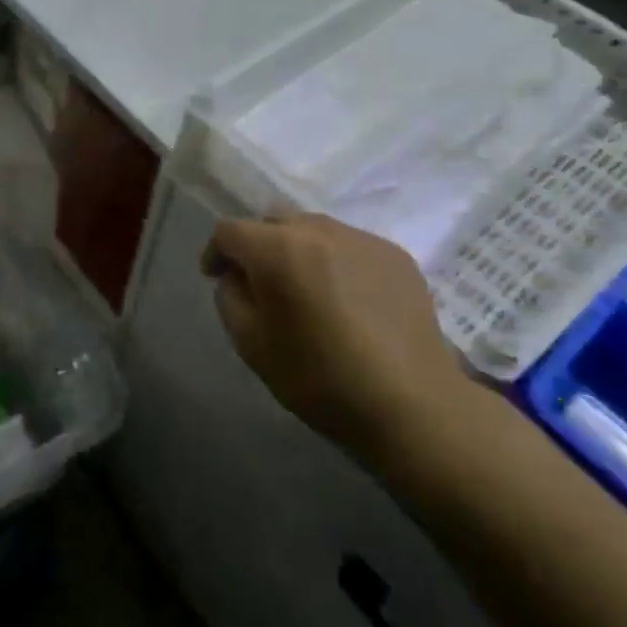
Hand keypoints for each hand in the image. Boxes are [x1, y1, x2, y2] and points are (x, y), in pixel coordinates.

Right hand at [202, 214, 474, 464]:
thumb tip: (239, 276)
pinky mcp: (395, 254)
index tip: (215, 278)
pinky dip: (336, 262)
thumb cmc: (321, 380)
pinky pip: (350, 245)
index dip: (215, 252)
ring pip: (313, 229)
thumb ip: (230, 298)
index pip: (230, 230)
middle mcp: (319, 230)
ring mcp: (362, 239)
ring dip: (298, 251)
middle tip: (261, 284)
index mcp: (278, 250)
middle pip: (272, 220)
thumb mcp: (252, 346)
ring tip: (307, 290)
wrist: (412, 405)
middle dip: (257, 246)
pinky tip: (347, 300)